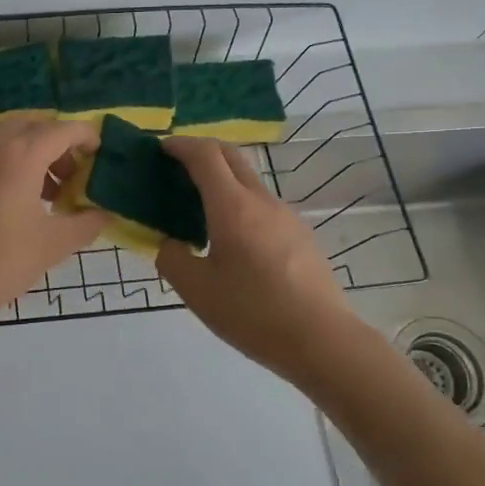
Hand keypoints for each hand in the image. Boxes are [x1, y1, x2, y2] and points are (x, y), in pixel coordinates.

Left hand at [0, 115, 109, 328]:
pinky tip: (14, 202)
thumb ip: (85, 224)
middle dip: (56, 142)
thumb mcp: (50, 247)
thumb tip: (104, 213)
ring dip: (31, 153)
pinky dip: (7, 163)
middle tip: (72, 174)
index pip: (60, 130)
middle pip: (31, 126)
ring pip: (5, 139)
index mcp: (18, 158)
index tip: (100, 153)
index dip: (85, 136)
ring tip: (47, 194)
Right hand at [156, 138, 359, 376]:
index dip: (181, 145)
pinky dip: (239, 203)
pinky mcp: (301, 235)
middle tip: (177, 167)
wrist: (323, 340)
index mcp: (232, 206)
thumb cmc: (253, 313)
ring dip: (222, 179)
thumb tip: (170, 244)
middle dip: (202, 151)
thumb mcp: (197, 291)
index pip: (205, 155)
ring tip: (200, 209)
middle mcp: (261, 200)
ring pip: (249, 180)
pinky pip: (262, 205)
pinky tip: (232, 239)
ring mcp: (286, 216)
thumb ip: (172, 258)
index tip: (161, 149)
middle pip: (231, 156)